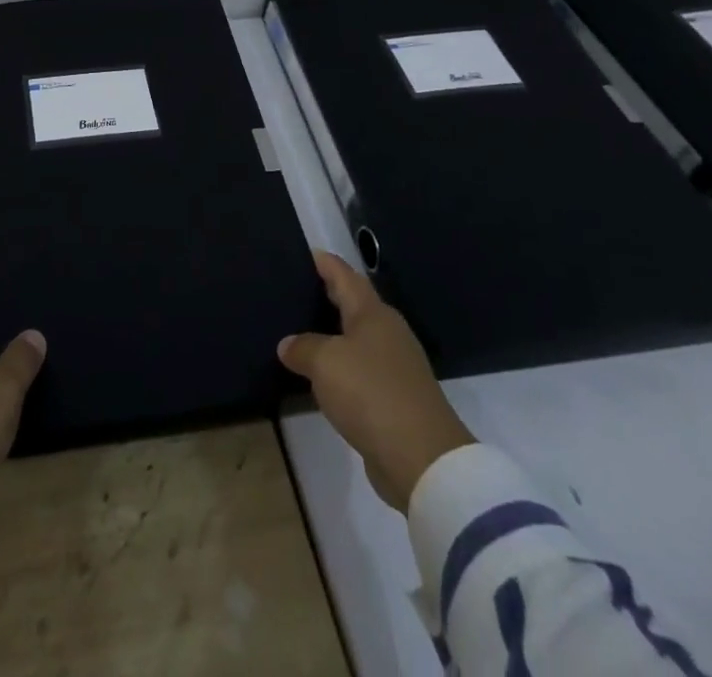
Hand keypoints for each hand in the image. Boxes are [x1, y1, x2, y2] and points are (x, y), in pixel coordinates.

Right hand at [278, 250, 474, 510]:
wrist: (423, 459)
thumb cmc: (371, 393)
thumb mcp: (324, 363)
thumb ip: (302, 347)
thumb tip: (288, 345)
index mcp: (373, 314)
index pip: (344, 276)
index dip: (325, 263)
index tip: (305, 252)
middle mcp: (387, 333)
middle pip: (354, 304)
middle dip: (327, 295)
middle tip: (295, 290)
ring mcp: (396, 367)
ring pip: (357, 338)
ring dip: (332, 333)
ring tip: (300, 330)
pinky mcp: (396, 399)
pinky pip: (361, 369)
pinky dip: (340, 366)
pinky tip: (321, 374)